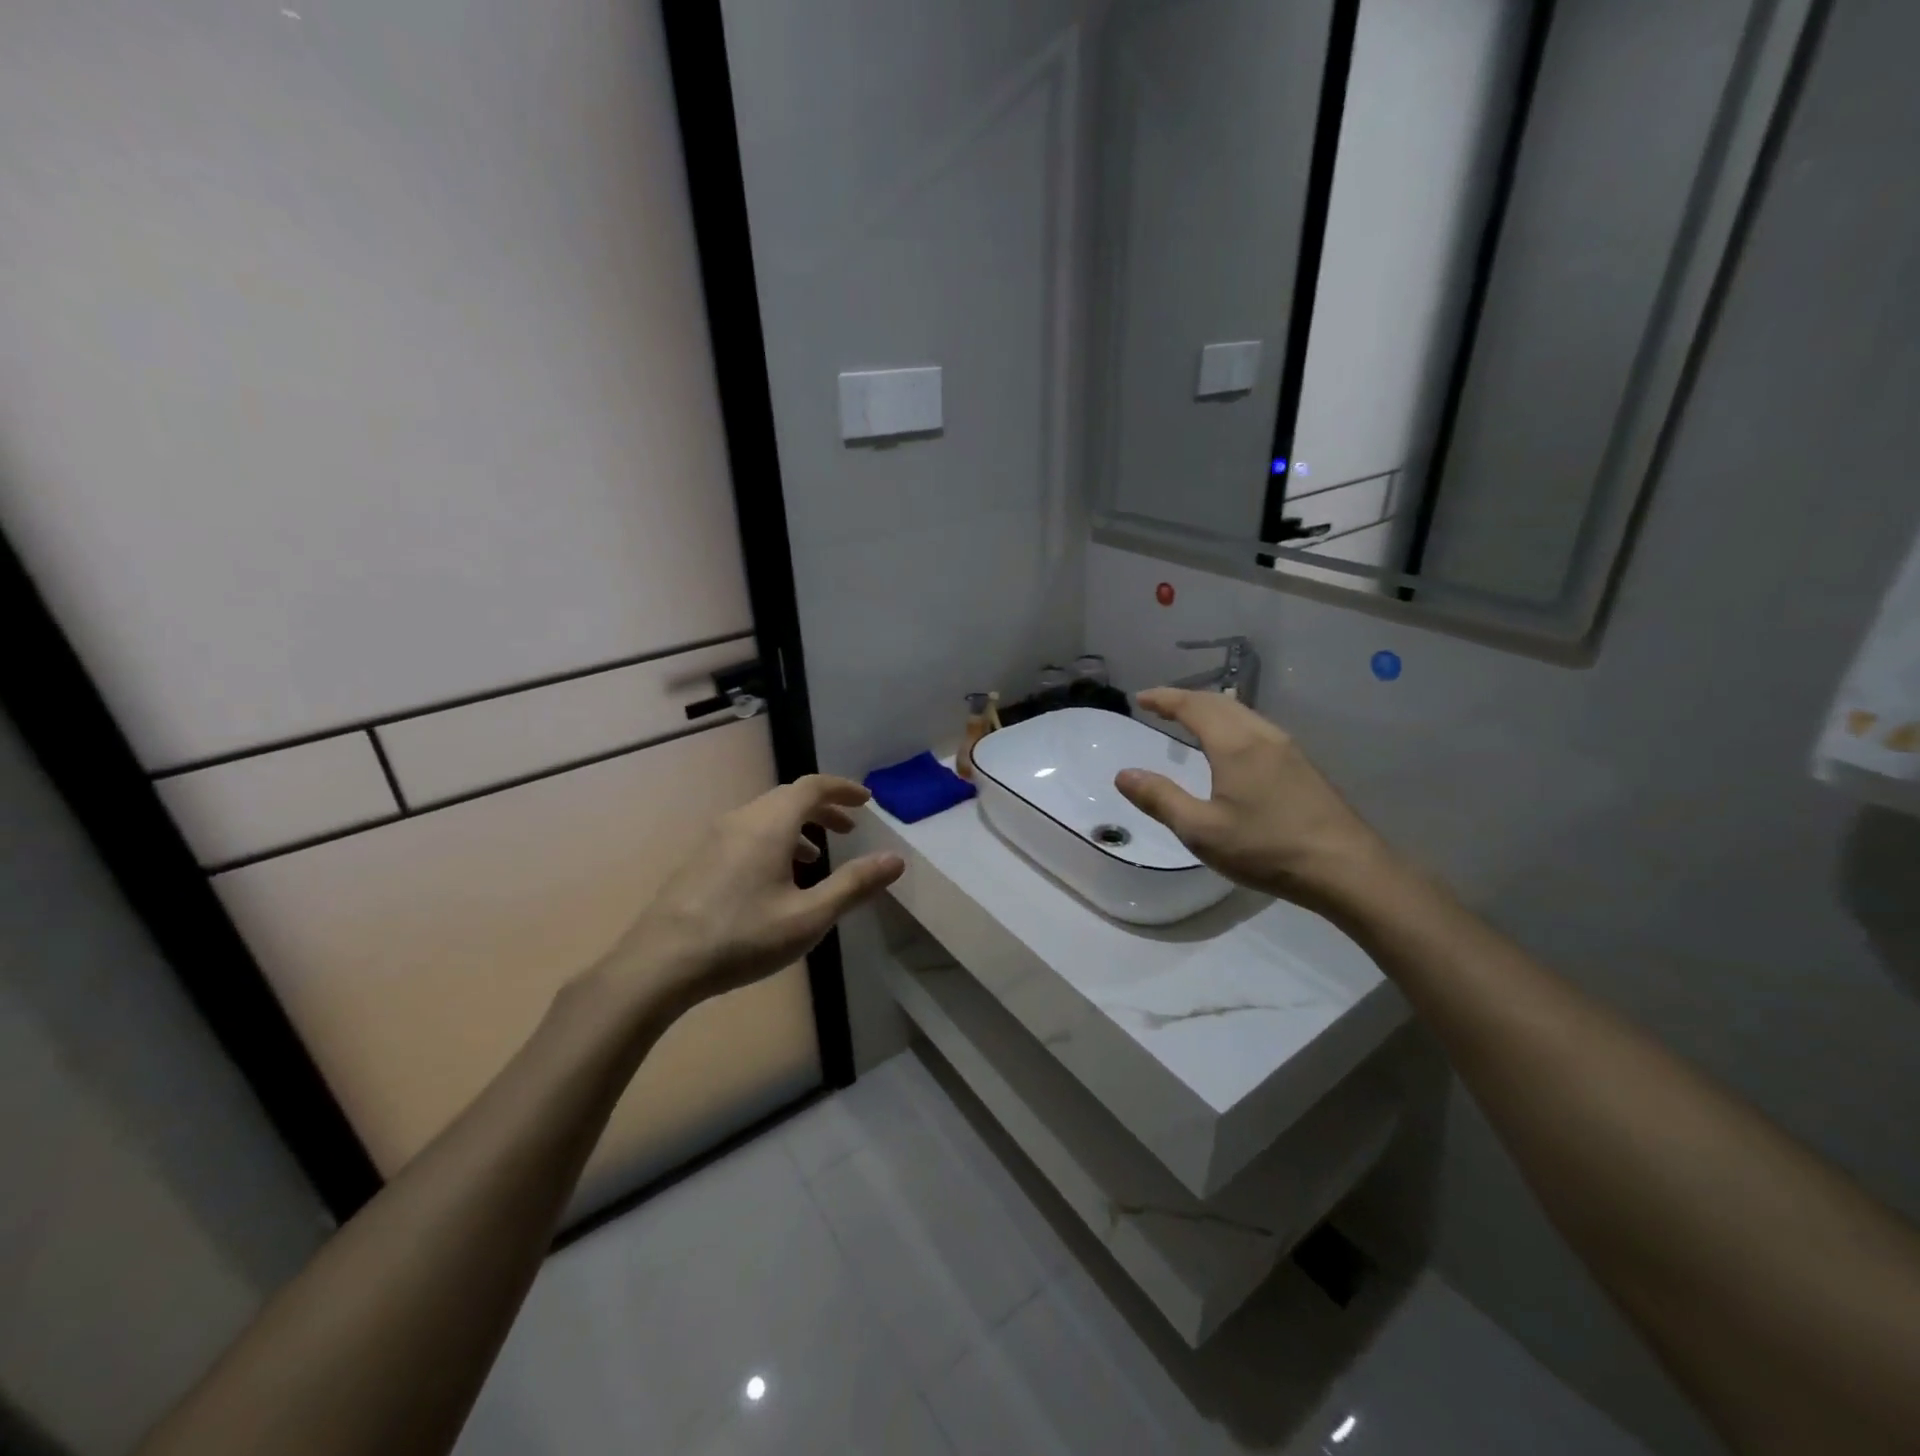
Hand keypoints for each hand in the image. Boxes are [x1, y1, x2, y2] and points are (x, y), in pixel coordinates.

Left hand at [602, 775, 903, 1013]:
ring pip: (766, 816)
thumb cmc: (742, 937)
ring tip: (816, 859)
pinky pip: (747, 833)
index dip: (843, 789)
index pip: (812, 786)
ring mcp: (715, 838)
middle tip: (849, 829)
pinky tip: (775, 880)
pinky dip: (773, 840)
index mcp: (770, 824)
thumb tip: (895, 860)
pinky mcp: (700, 859)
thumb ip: (854, 885)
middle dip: (823, 808)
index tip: (866, 801)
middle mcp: (742, 820)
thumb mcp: (809, 916)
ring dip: (798, 827)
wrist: (659, 964)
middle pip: (788, 798)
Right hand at [1115, 687, 1391, 912]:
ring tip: (1190, 718)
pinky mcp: (1302, 766)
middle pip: (1220, 702)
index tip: (1140, 698)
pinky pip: (1257, 727)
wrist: (1346, 868)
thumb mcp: (1201, 831)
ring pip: (1243, 712)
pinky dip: (1231, 721)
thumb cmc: (1267, 848)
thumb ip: (1160, 799)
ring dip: (1211, 708)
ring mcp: (1288, 749)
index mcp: (1235, 745)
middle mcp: (1262, 736)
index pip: (1193, 706)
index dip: (1164, 698)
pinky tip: (1232, 743)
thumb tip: (1124, 774)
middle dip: (1186, 698)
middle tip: (1159, 705)